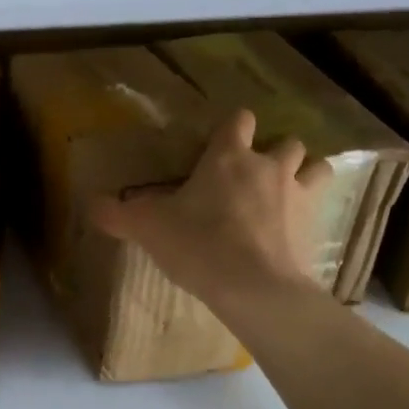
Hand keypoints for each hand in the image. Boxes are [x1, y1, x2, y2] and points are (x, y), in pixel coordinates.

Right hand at [90, 110, 334, 315]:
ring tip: (287, 191)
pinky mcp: (313, 229)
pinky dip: (309, 213)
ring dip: (304, 174)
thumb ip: (117, 214)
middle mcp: (268, 167)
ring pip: (316, 168)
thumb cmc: (199, 243)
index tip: (220, 142)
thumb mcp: (147, 227)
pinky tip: (294, 230)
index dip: (233, 126)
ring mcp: (297, 197)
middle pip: (287, 141)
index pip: (239, 120)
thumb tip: (89, 205)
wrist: (254, 288)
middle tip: (254, 172)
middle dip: (275, 151)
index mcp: (229, 156)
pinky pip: (319, 209)